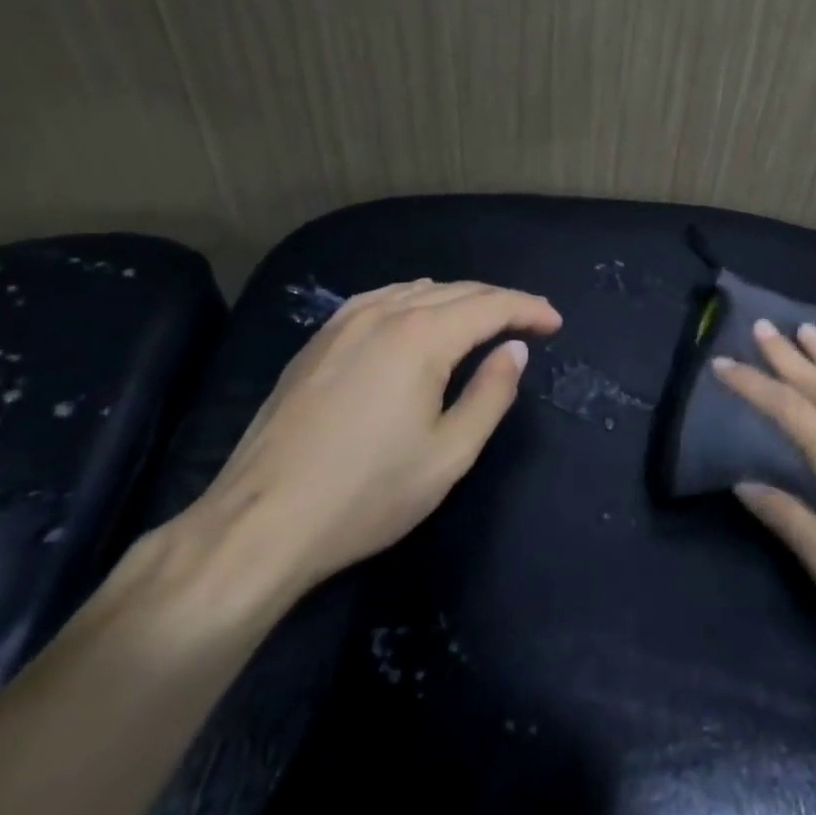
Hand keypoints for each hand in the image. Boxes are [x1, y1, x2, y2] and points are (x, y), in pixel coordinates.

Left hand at [184, 279, 561, 597]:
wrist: (260, 523)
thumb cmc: (367, 493)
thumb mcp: (449, 454)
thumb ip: (491, 394)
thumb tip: (515, 349)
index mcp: (421, 336)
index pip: (490, 305)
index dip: (529, 309)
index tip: (555, 323)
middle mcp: (384, 313)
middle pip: (457, 291)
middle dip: (501, 301)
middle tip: (532, 320)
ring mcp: (344, 323)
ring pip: (418, 291)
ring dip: (460, 299)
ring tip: (485, 319)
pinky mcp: (318, 341)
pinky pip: (381, 299)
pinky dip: (416, 300)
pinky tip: (419, 316)